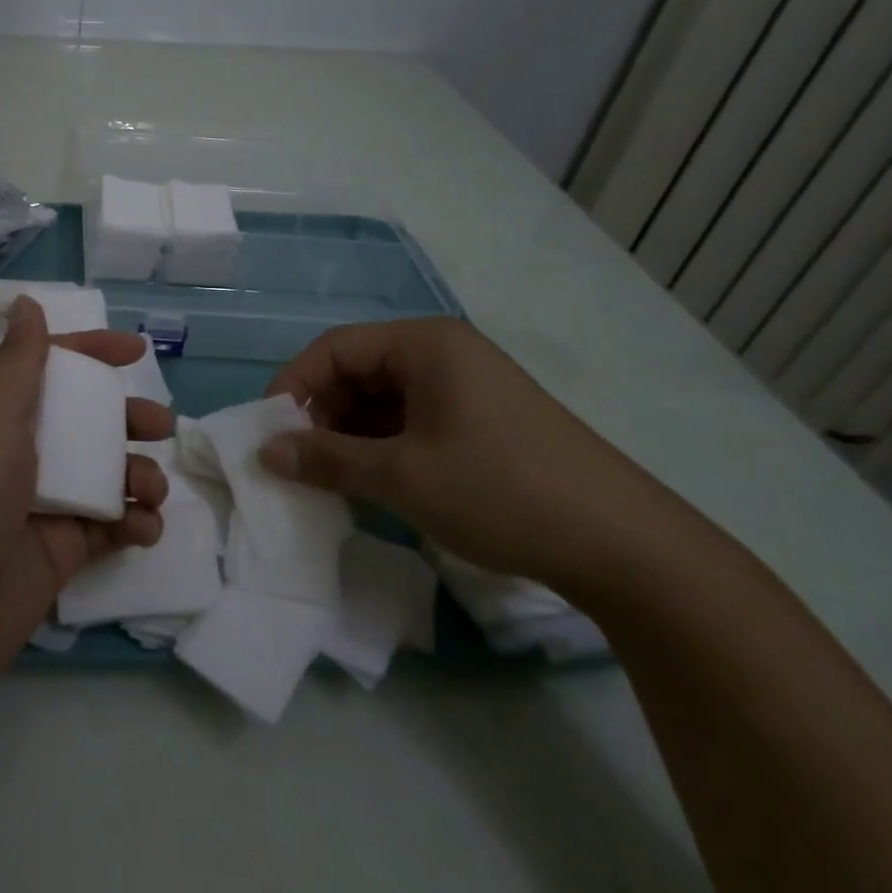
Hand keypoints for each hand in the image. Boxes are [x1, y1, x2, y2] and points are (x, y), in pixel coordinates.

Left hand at [0, 297, 170, 700]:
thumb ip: (20, 358)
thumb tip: (26, 302)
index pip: (49, 368)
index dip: (91, 353)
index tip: (137, 351)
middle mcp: (16, 453)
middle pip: (85, 422)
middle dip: (128, 418)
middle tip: (160, 426)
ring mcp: (40, 505)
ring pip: (104, 474)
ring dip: (138, 474)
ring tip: (151, 488)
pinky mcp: (58, 554)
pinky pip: (109, 527)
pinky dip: (134, 523)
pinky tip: (144, 527)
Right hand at [259, 318, 679, 592]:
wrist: (626, 548)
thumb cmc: (500, 491)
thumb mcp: (402, 476)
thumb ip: (326, 459)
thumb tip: (264, 452)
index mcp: (424, 344)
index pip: (334, 348)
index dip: (293, 386)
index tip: (269, 432)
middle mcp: (444, 352)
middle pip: (358, 370)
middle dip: (322, 413)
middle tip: (300, 461)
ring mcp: (468, 386)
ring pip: (384, 398)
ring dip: (351, 433)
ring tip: (334, 478)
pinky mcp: (483, 419)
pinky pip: (413, 418)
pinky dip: (384, 445)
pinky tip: (376, 482)